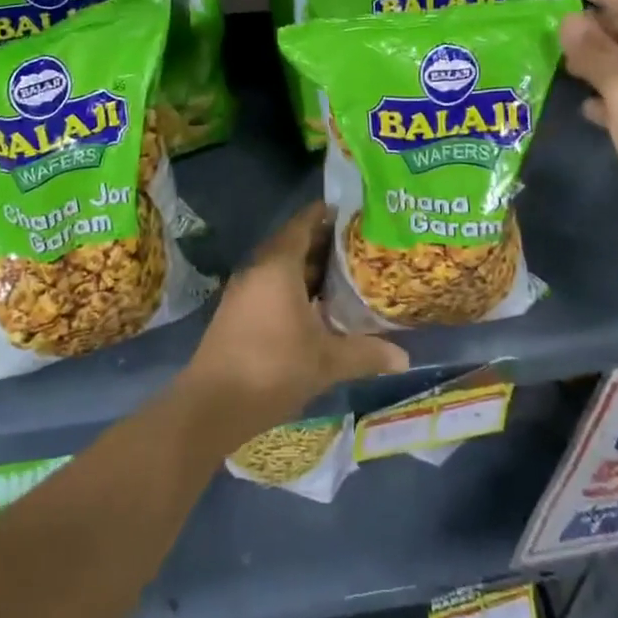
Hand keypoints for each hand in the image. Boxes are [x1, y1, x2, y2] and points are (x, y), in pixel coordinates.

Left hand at [182, 201, 409, 442]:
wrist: (212, 404)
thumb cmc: (273, 369)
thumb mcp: (327, 361)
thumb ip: (366, 353)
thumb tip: (405, 357)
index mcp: (278, 266)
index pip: (303, 224)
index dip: (326, 215)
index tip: (352, 213)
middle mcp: (258, 269)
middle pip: (292, 243)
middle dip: (323, 243)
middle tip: (358, 245)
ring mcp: (243, 290)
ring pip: (280, 267)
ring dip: (308, 268)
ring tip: (343, 273)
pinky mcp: (236, 311)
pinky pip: (269, 285)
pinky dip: (292, 286)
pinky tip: (316, 306)